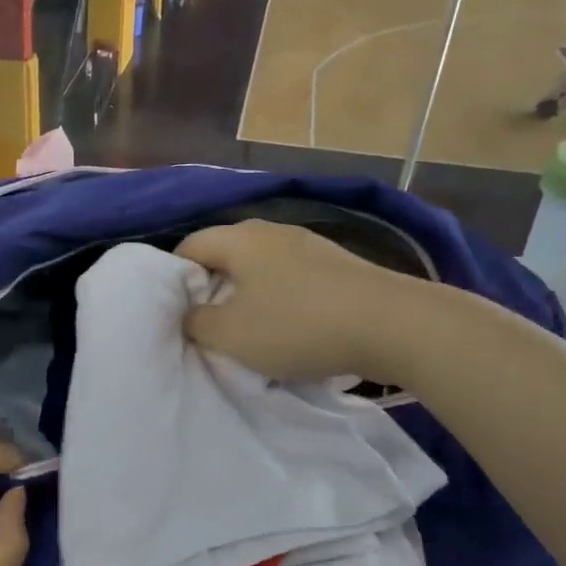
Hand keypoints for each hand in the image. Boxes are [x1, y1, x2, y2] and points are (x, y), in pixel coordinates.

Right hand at [177, 220, 405, 382]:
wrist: (391, 324)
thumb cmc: (298, 325)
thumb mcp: (231, 335)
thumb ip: (196, 323)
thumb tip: (188, 313)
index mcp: (241, 238)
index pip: (190, 245)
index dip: (173, 279)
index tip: (175, 313)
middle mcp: (273, 231)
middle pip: (226, 254)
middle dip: (211, 287)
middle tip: (207, 324)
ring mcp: (310, 245)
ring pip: (260, 266)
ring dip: (247, 295)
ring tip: (248, 330)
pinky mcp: (337, 265)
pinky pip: (291, 277)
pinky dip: (279, 298)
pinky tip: (289, 326)